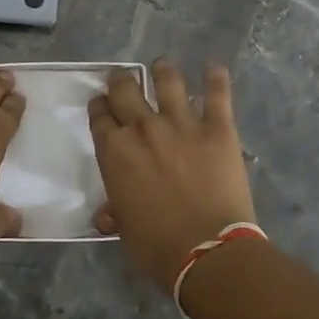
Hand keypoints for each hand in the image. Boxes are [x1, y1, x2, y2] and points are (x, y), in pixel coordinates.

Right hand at [88, 60, 257, 288]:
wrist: (207, 252)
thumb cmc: (157, 247)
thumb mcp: (125, 230)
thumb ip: (115, 212)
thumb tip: (106, 215)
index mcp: (114, 151)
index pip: (100, 116)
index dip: (100, 107)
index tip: (102, 104)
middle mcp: (143, 128)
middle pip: (125, 90)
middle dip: (121, 81)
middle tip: (123, 78)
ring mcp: (181, 124)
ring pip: (167, 81)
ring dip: (162, 70)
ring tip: (162, 66)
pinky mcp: (217, 128)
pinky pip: (216, 94)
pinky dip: (215, 77)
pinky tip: (213, 67)